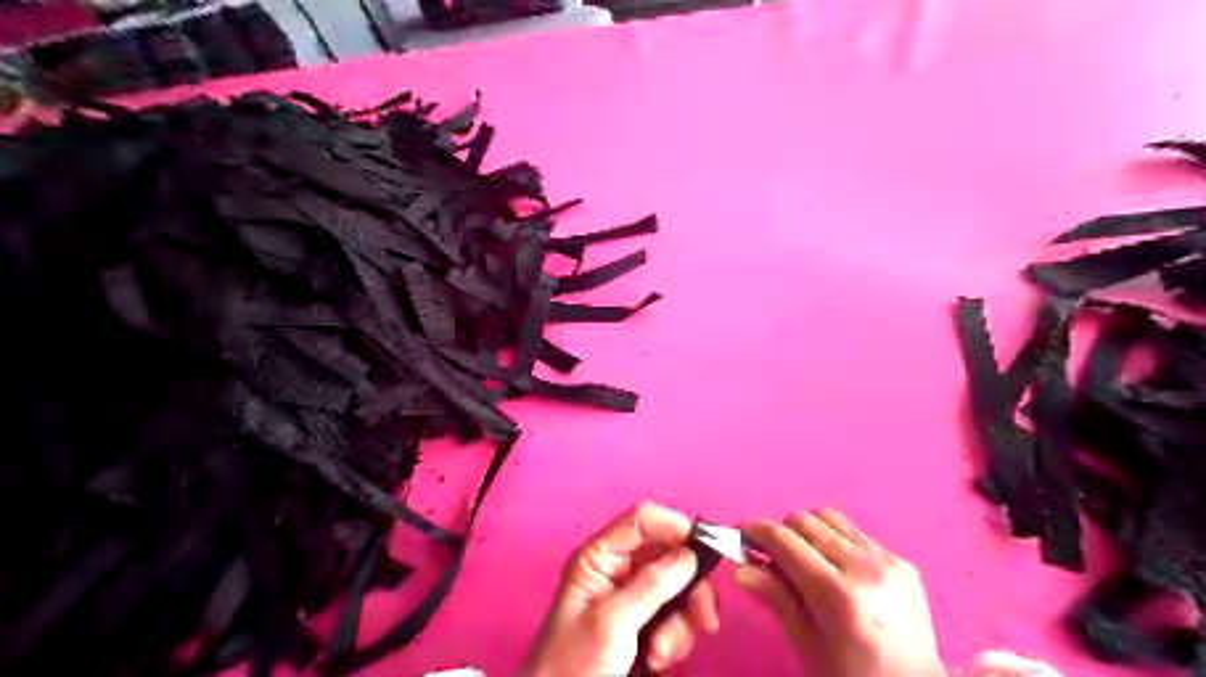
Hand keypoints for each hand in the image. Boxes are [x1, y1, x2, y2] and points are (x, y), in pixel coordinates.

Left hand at [523, 502, 718, 676]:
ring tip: (662, 654)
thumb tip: (690, 554)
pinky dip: (676, 638)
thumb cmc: (573, 665)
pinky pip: (675, 617)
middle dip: (688, 588)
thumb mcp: (611, 623)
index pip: (643, 521)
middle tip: (702, 621)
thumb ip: (651, 586)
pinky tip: (658, 661)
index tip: (706, 552)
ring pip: (678, 588)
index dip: (676, 527)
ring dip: (681, 622)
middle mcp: (618, 570)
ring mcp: (632, 598)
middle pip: (669, 555)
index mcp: (600, 557)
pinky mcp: (643, 624)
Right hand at [734, 508, 952, 676]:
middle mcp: (863, 566)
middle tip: (769, 553)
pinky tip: (833, 566)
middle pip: (804, 520)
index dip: (757, 530)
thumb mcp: (807, 644)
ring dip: (807, 530)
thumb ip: (775, 598)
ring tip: (802, 557)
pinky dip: (834, 540)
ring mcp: (887, 559)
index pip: (784, 539)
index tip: (741, 534)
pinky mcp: (902, 560)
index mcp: (837, 593)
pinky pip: (854, 533)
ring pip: (829, 517)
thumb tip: (739, 568)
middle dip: (780, 530)